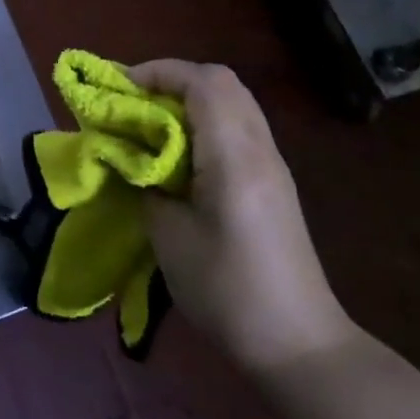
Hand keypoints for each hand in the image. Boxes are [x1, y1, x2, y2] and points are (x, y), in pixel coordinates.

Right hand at [133, 60, 356, 372]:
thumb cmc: (227, 290)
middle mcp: (259, 148)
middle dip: (172, 79)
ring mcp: (272, 164)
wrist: (299, 346)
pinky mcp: (274, 182)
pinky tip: (179, 152)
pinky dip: (204, 120)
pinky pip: (238, 126)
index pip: (202, 82)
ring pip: (232, 101)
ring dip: (189, 98)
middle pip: (221, 81)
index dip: (158, 72)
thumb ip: (145, 182)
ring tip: (151, 122)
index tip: (119, 88)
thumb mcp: (168, 236)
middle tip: (134, 100)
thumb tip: (130, 157)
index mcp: (234, 155)